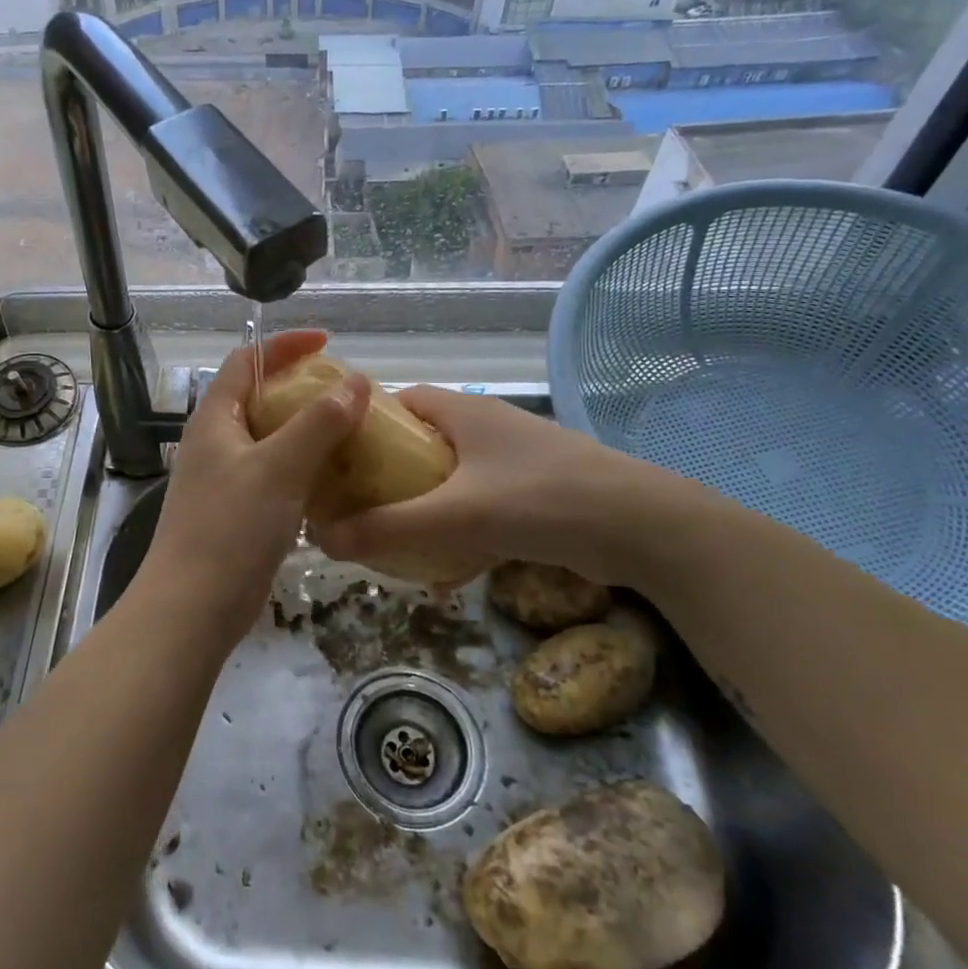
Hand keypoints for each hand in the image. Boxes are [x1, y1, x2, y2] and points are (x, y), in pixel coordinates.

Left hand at [137, 330, 368, 652]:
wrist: (191, 609)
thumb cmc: (231, 528)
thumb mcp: (279, 468)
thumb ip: (318, 423)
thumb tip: (354, 382)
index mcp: (215, 418)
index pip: (246, 361)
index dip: (284, 346)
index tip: (327, 343)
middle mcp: (215, 442)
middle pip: (259, 398)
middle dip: (302, 389)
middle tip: (347, 394)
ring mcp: (223, 479)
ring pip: (269, 439)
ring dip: (306, 431)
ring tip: (350, 432)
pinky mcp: (235, 511)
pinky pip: (274, 474)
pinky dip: (303, 467)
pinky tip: (333, 479)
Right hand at [309, 386, 671, 588]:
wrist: (645, 528)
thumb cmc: (542, 500)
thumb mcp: (456, 515)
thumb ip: (389, 526)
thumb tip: (322, 539)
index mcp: (463, 411)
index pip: (397, 400)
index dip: (363, 425)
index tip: (335, 460)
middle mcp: (486, 426)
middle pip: (420, 441)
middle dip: (388, 474)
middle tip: (356, 507)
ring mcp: (513, 459)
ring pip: (449, 476)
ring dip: (422, 505)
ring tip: (392, 539)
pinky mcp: (534, 491)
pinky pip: (479, 503)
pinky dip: (459, 527)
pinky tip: (448, 567)